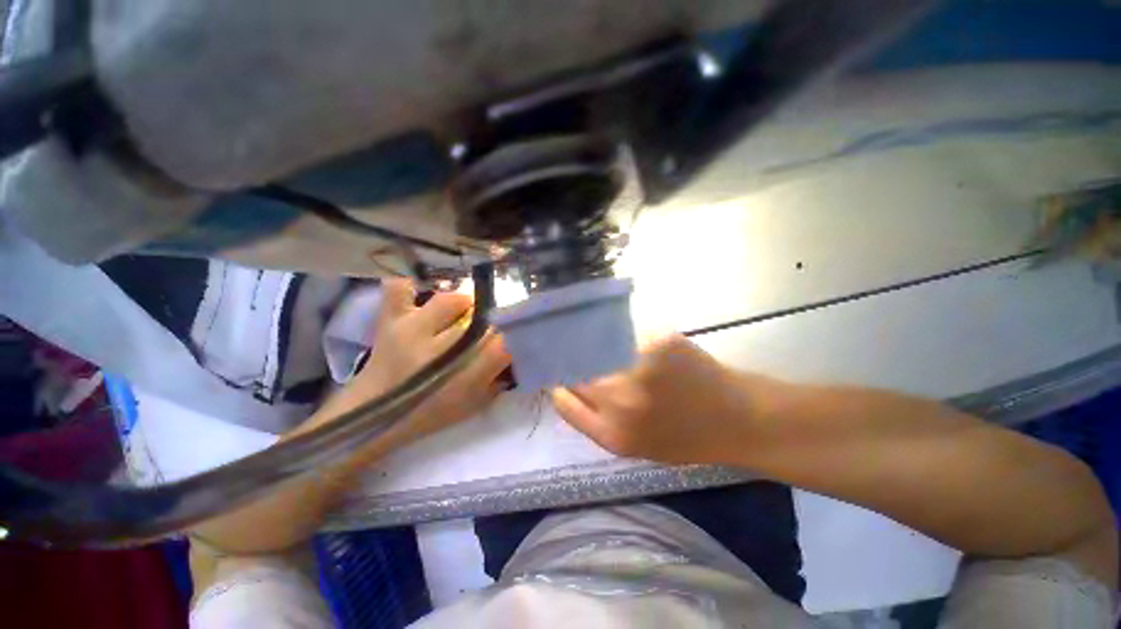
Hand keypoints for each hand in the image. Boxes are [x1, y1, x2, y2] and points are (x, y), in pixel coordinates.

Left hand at [311, 278, 510, 447]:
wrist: (371, 417)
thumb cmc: (430, 413)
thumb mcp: (475, 404)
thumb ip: (501, 378)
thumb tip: (520, 352)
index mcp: (462, 379)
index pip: (503, 345)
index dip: (517, 335)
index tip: (520, 333)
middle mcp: (437, 351)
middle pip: (481, 320)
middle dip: (493, 321)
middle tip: (491, 324)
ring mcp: (410, 331)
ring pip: (450, 301)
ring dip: (463, 304)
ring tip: (462, 313)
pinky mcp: (389, 319)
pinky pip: (399, 289)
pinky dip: (411, 283)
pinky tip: (422, 286)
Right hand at [551, 334, 760, 464]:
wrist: (737, 419)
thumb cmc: (685, 439)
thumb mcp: (635, 445)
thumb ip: (598, 420)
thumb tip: (567, 385)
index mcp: (612, 434)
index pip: (564, 401)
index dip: (556, 384)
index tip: (555, 373)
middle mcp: (620, 400)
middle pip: (576, 370)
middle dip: (571, 361)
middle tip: (573, 352)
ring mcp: (639, 368)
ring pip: (598, 348)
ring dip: (595, 345)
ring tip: (601, 344)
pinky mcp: (658, 343)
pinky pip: (626, 335)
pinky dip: (623, 336)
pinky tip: (632, 341)